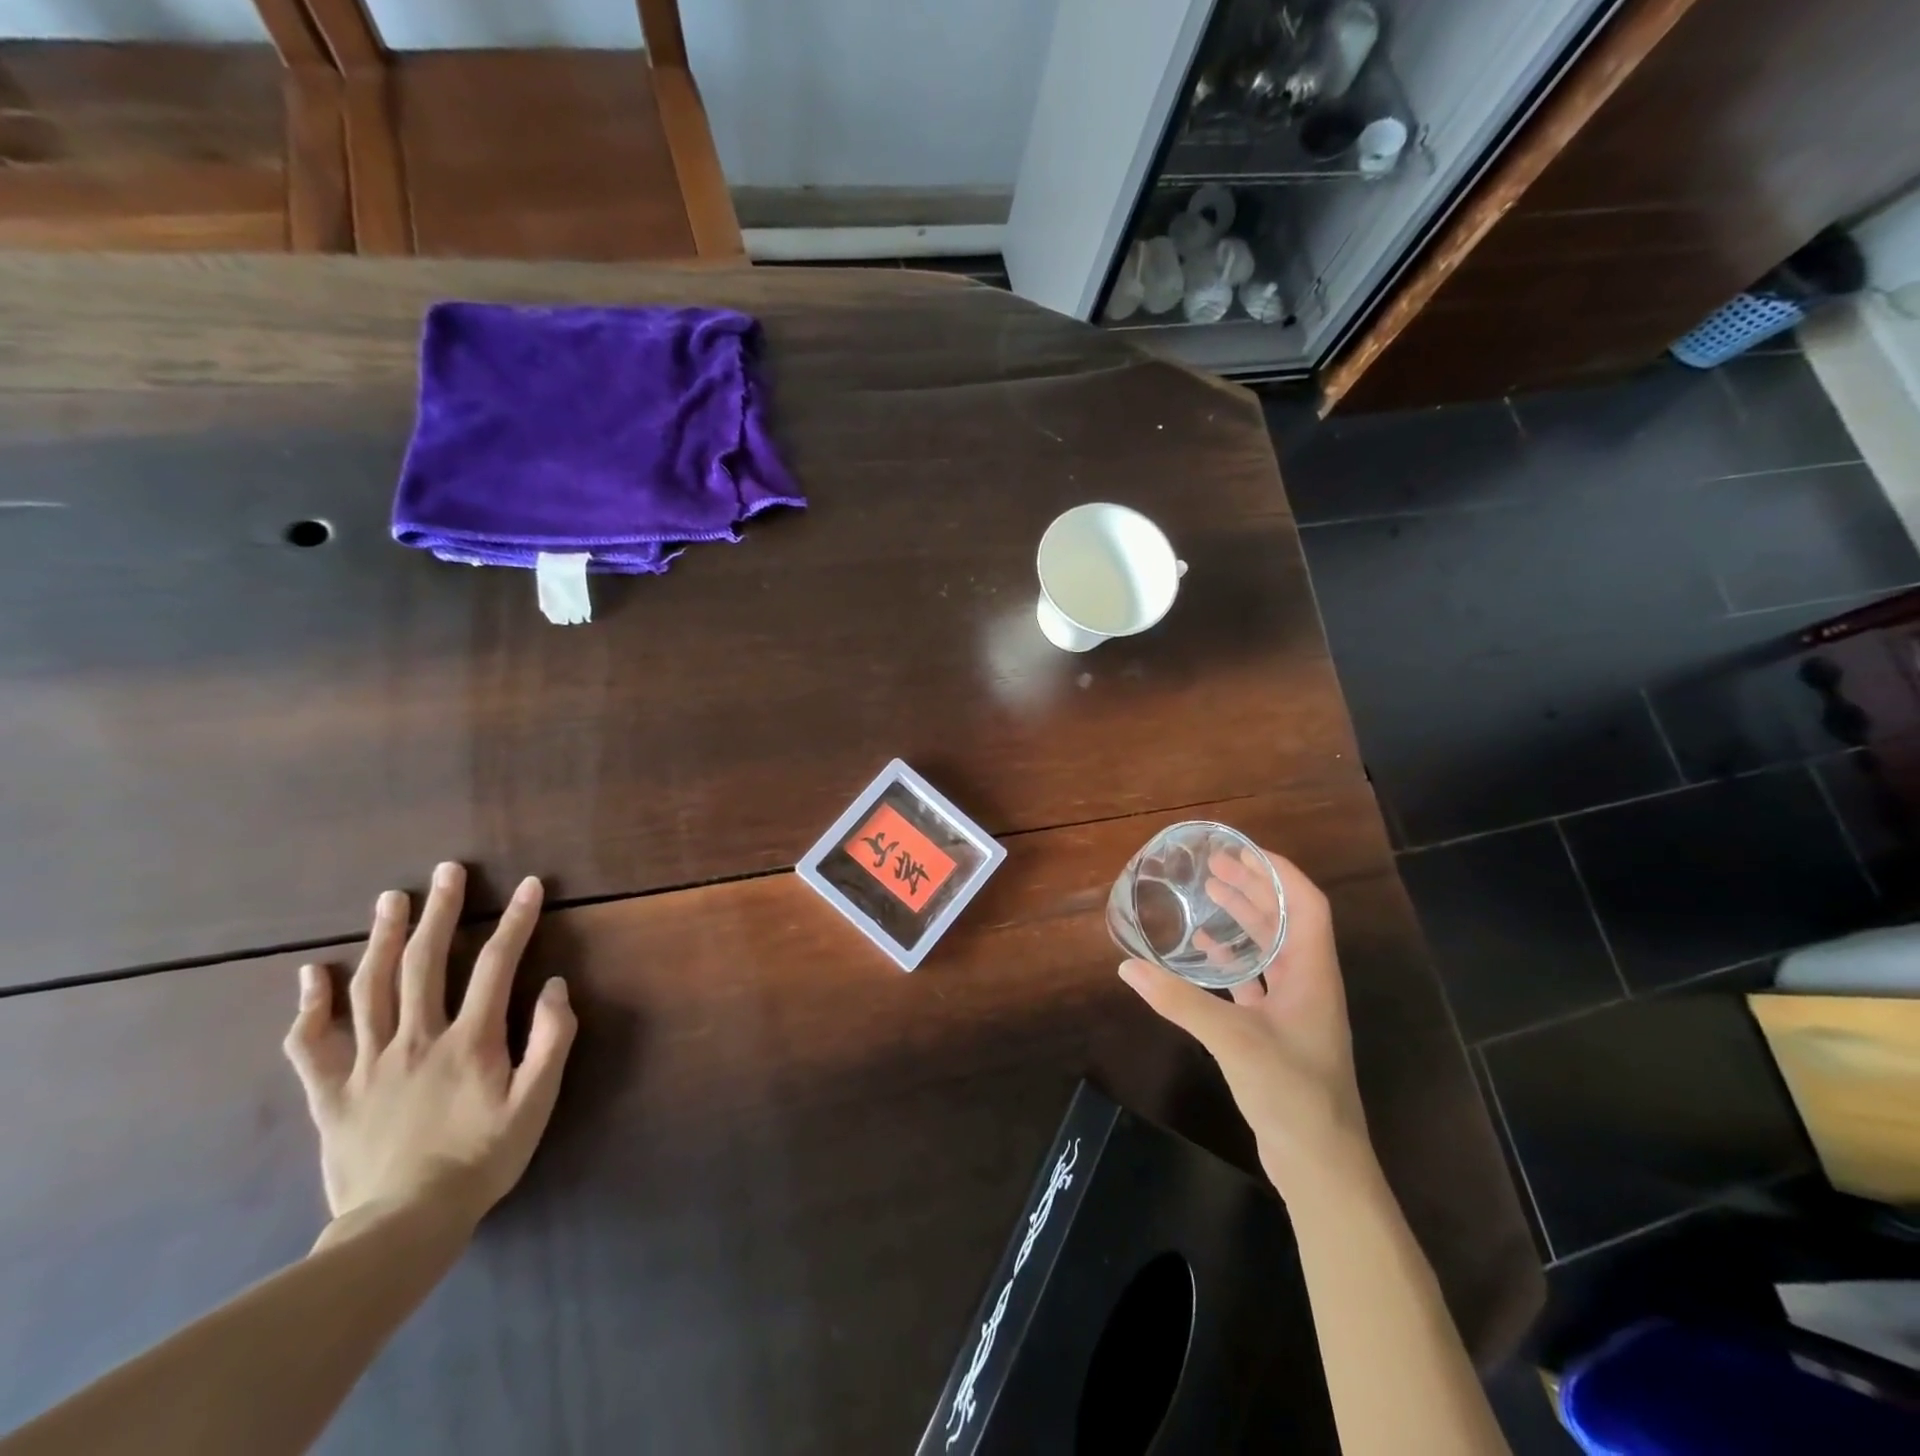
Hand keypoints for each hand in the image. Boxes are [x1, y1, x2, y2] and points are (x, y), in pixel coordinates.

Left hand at [283, 863, 577, 1230]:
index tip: (528, 885)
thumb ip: (551, 1041)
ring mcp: (367, 1064)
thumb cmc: (481, 1159)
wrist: (402, 1227)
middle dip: (440, 911)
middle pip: (426, 962)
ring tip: (391, 899)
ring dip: (382, 938)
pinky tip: (312, 974)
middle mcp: (415, 1039)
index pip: (497, 964)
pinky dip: (310, 1005)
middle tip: (446, 871)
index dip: (516, 920)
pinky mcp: (330, 1093)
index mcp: (469, 1040)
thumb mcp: (536, 1104)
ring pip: (370, 988)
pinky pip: (311, 1044)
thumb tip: (556, 986)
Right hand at [1118, 848, 1370, 1194]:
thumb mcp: (1232, 1039)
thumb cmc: (1290, 1091)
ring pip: (1271, 949)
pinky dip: (1233, 961)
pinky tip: (1205, 954)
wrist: (1320, 1164)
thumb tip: (1128, 966)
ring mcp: (1295, 1009)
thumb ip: (1179, 1000)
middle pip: (1286, 920)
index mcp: (1313, 973)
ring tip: (1210, 895)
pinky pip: (1256, 981)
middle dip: (1254, 888)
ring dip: (1245, 920)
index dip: (1279, 872)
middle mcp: (1309, 982)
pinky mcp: (1278, 1032)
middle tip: (1215, 868)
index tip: (1242, 851)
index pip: (1306, 904)